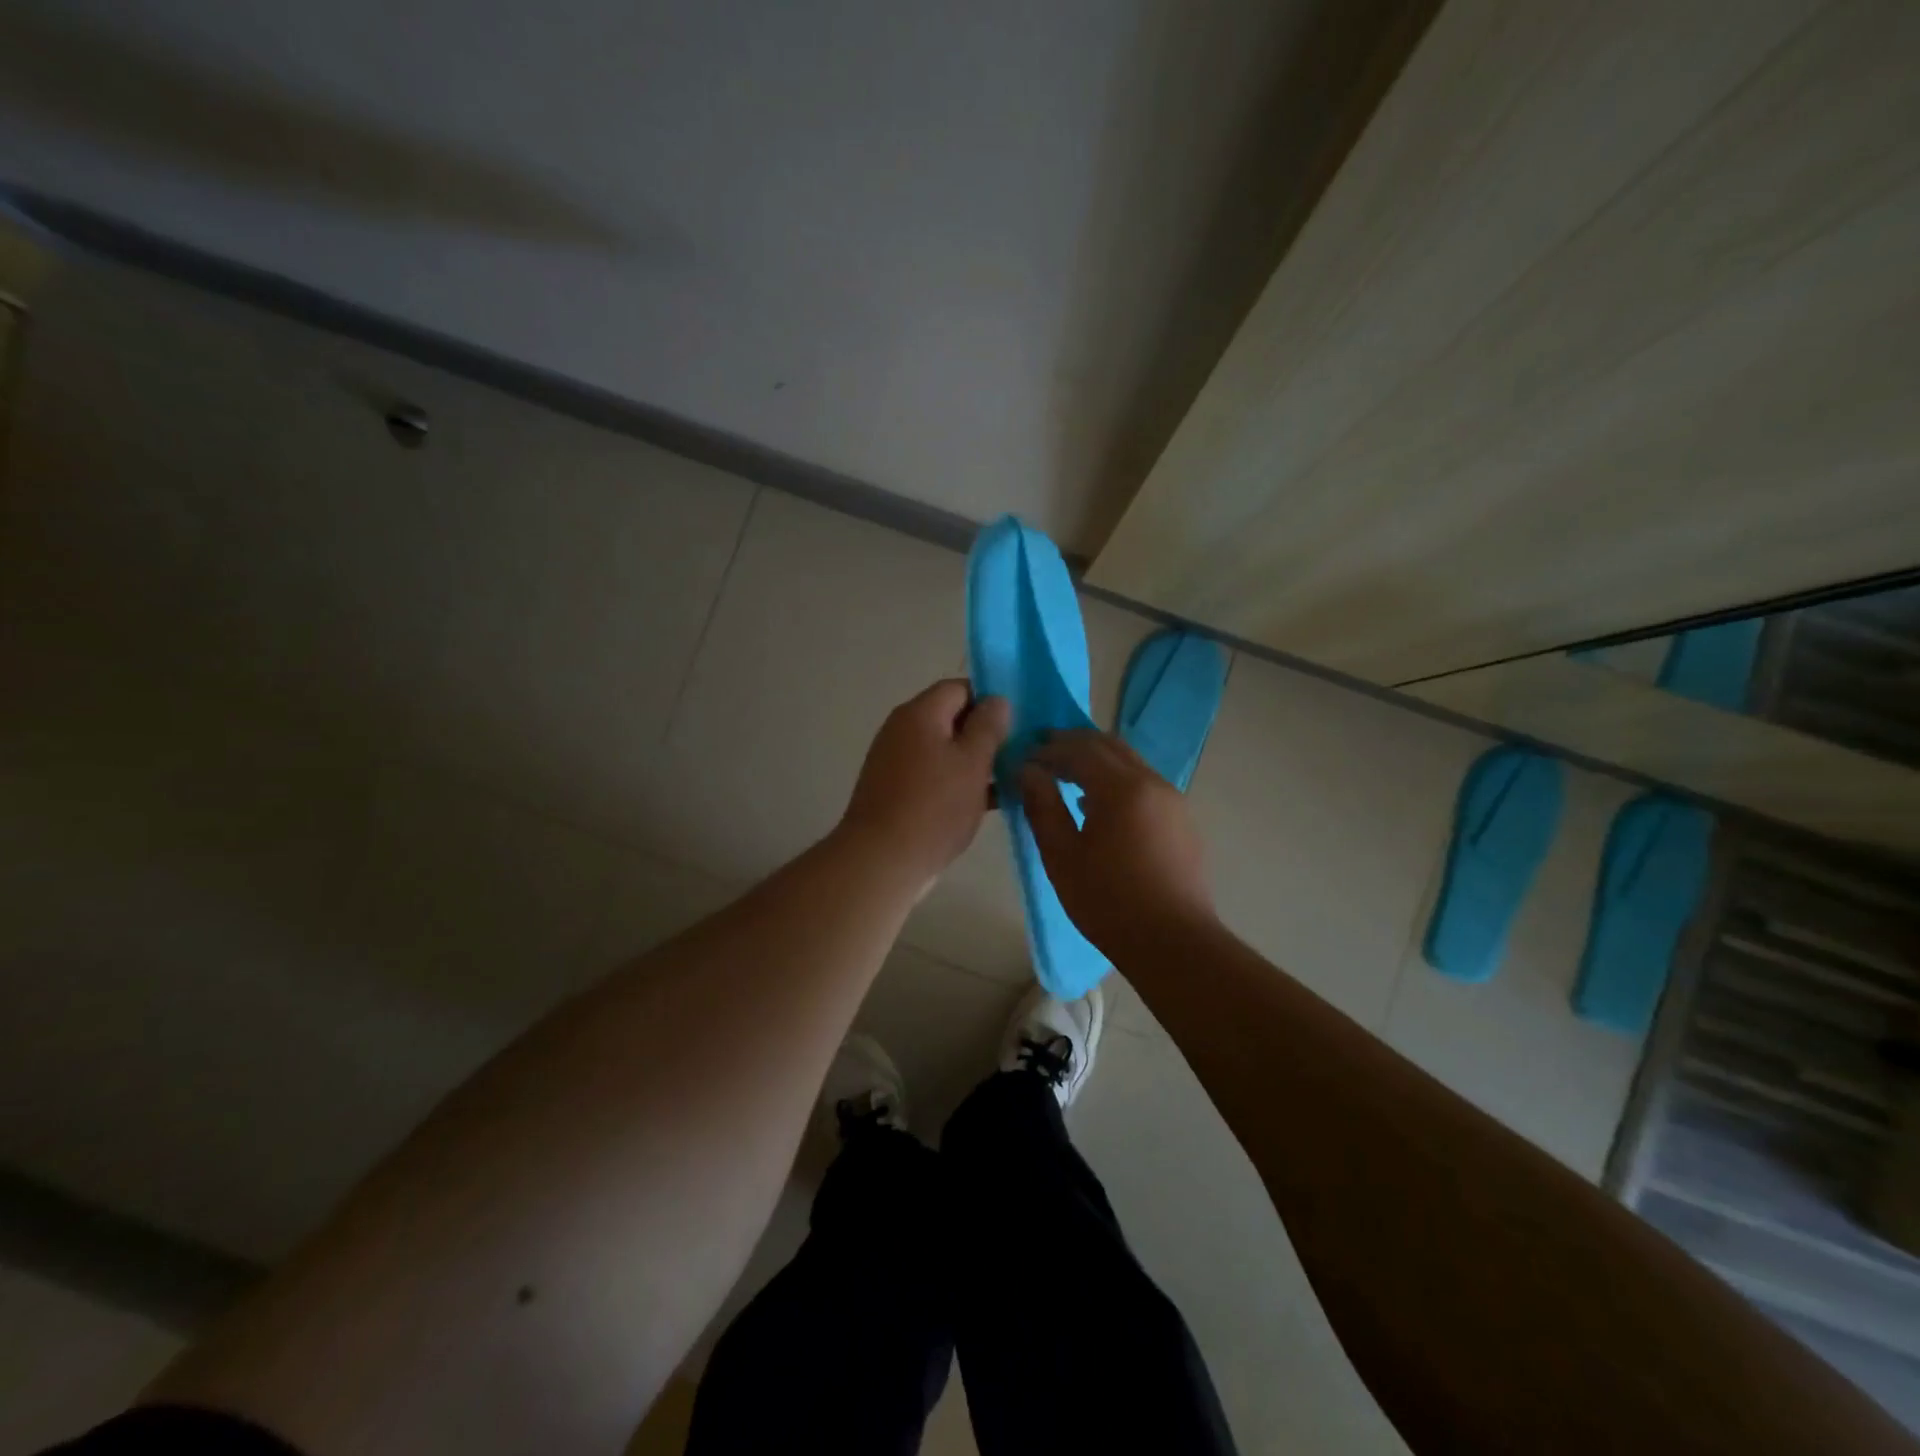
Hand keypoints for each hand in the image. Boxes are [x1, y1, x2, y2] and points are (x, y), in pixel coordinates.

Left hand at [840, 679, 1010, 886]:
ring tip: (1009, 779)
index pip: (959, 687)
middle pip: (950, 718)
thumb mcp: (972, 762)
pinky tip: (986, 803)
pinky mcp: (895, 791)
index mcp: (919, 713)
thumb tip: (996, 700)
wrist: (882, 860)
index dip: (990, 699)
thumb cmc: (934, 806)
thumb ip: (988, 727)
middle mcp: (902, 730)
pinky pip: (932, 775)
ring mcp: (895, 761)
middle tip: (1018, 752)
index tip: (1017, 722)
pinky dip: (956, 782)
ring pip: (943, 750)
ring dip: (973, 761)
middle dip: (984, 733)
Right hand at [1020, 730, 1215, 952]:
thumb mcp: (1062, 856)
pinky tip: (1099, 805)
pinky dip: (1117, 779)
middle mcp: (1152, 782)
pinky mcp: (1182, 820)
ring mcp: (1173, 800)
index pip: (1079, 750)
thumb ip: (1042, 806)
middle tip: (1043, 751)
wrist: (1173, 942)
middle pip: (1109, 746)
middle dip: (1074, 744)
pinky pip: (1144, 783)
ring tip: (1067, 776)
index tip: (1024, 757)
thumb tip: (1028, 771)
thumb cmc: (1108, 901)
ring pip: (1130, 762)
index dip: (1049, 749)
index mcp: (1121, 788)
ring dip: (1097, 760)